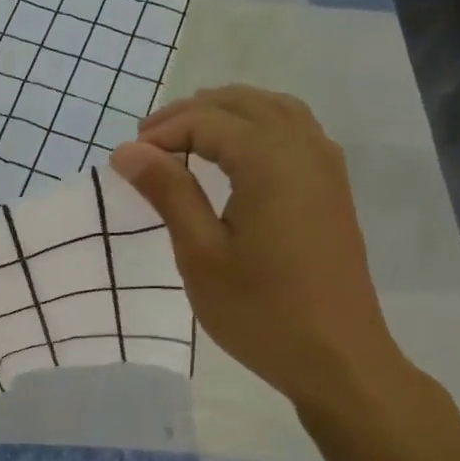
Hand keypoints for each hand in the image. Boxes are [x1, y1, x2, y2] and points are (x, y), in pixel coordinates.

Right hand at [110, 87, 409, 411]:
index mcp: (270, 161)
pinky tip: (237, 155)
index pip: (207, 121)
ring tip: (186, 138)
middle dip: (190, 113)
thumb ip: (168, 193)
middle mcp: (304, 148)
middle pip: (242, 103)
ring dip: (226, 113)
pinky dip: (258, 126)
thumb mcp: (200, 254)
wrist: (336, 357)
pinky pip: (294, 131)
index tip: (123, 160)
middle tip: (145, 143)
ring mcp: (326, 167)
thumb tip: (128, 150)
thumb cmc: (259, 311)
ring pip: (273, 110)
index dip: (161, 133)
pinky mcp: (333, 189)